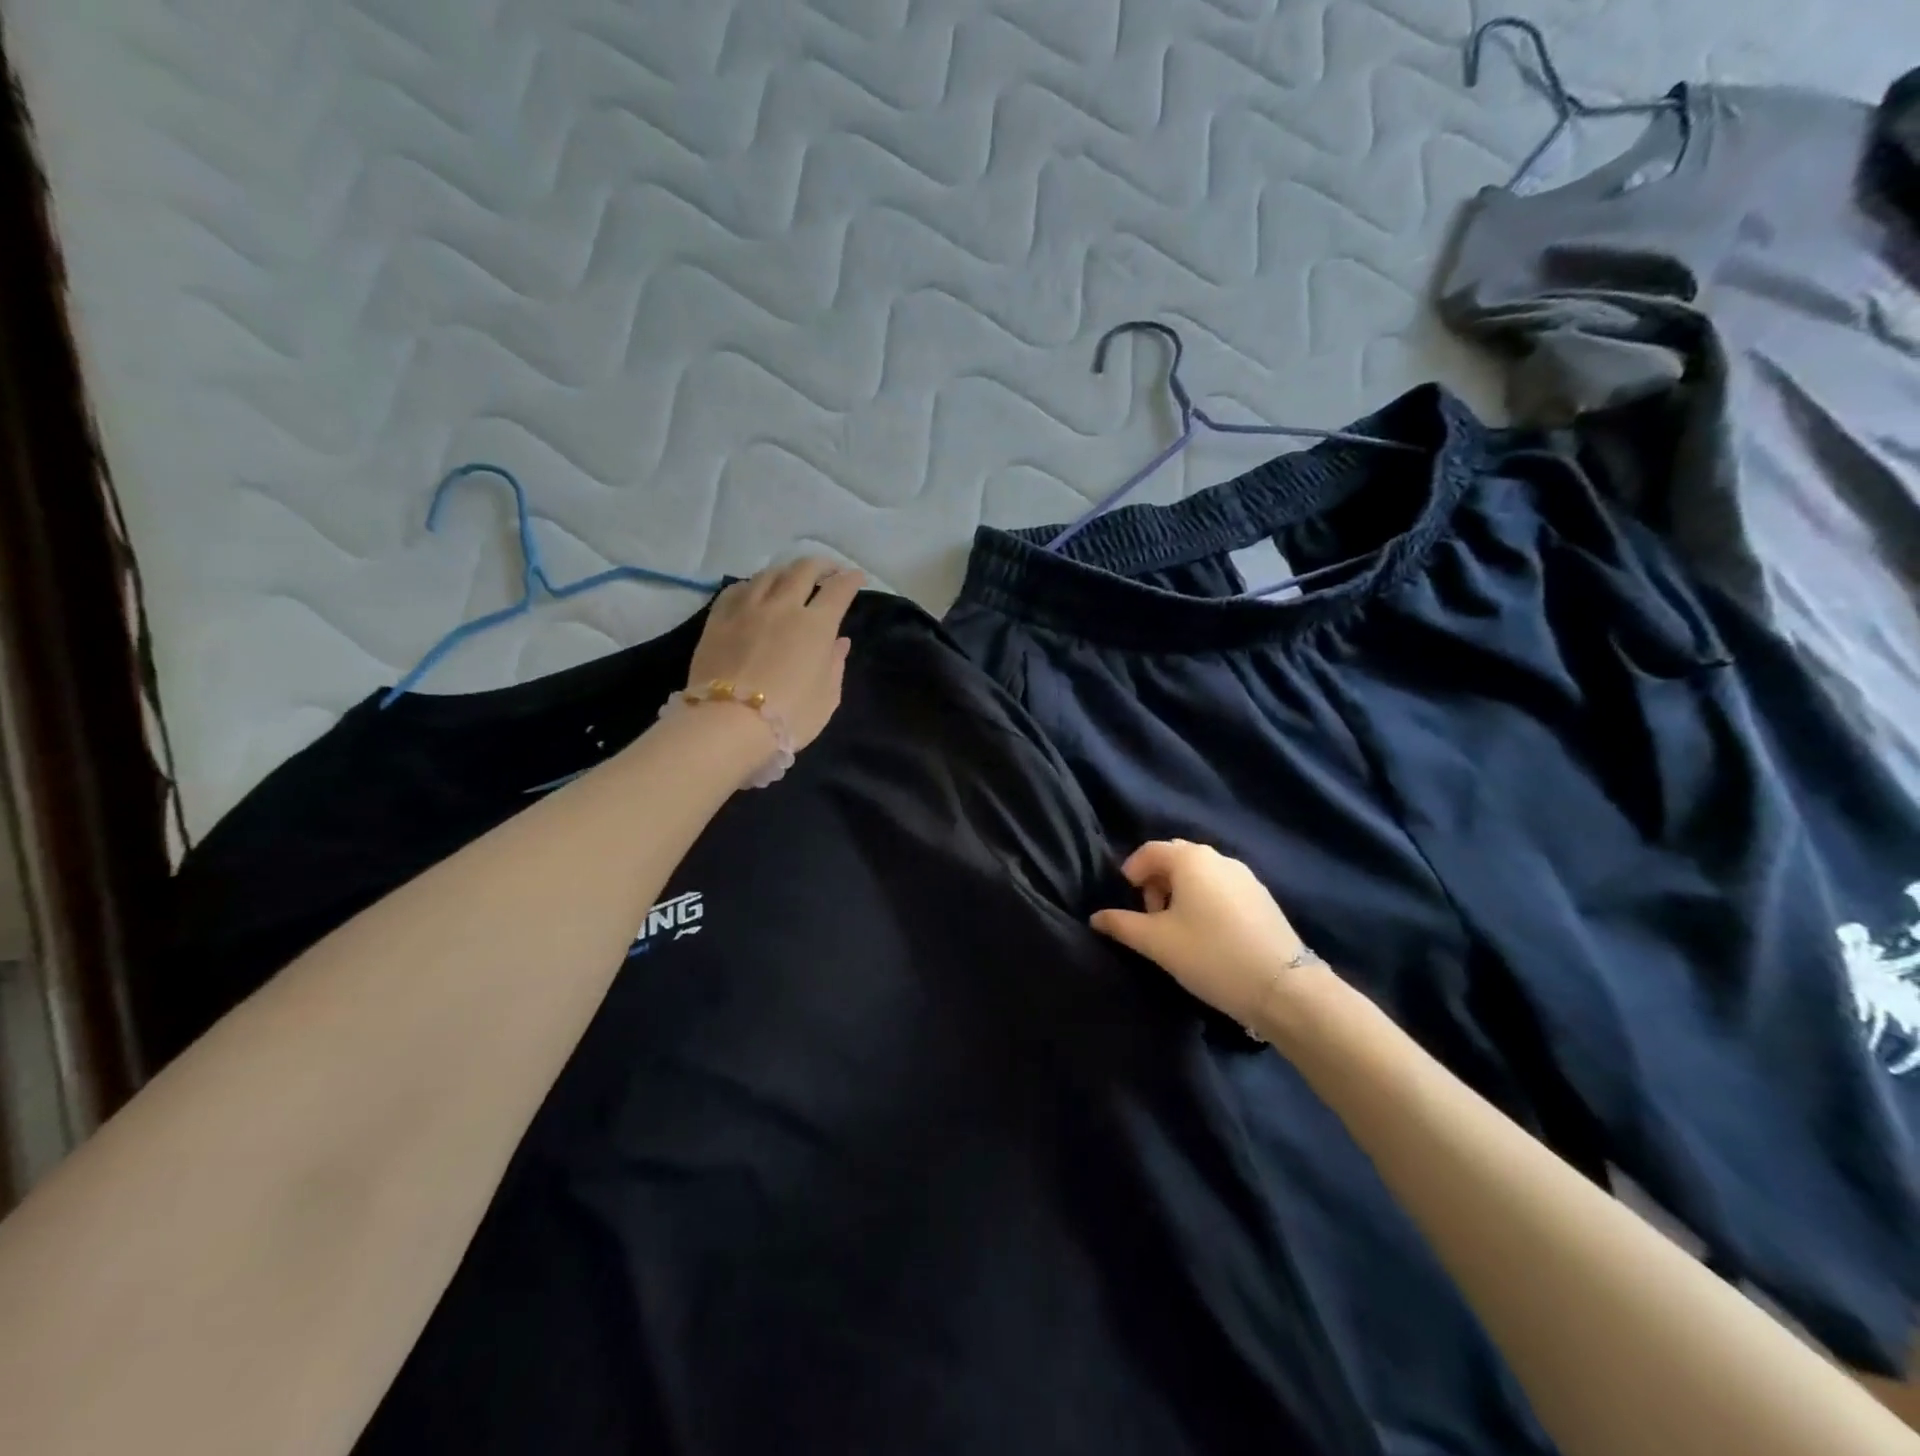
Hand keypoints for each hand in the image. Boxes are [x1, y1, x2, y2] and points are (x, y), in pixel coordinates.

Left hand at [685, 558, 865, 751]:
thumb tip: (839, 642)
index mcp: (816, 625)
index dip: (851, 579)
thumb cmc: (789, 716)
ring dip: (786, 571)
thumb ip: (835, 664)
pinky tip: (754, 591)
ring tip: (791, 577)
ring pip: (769, 573)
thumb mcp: (827, 697)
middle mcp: (783, 606)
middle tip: (828, 570)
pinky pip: (737, 588)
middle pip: (804, 570)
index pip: (839, 590)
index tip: (856, 577)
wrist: (727, 724)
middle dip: (821, 565)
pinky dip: (753, 585)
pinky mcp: (718, 618)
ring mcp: (747, 608)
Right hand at [1091, 840, 1316, 1028]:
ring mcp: (1245, 876)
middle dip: (1156, 882)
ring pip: (1200, 874)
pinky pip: (1221, 887)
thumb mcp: (1157, 942)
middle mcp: (1218, 858)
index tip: (1127, 902)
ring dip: (1180, 892)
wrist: (1283, 987)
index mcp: (1190, 859)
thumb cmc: (1210, 955)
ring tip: (1178, 930)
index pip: (1149, 851)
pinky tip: (1207, 935)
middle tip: (1151, 917)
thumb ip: (1122, 925)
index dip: (1131, 871)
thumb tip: (1096, 917)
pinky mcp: (1262, 898)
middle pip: (1175, 858)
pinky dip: (1205, 900)